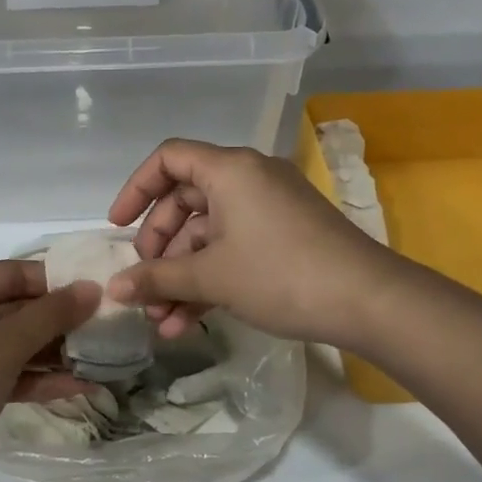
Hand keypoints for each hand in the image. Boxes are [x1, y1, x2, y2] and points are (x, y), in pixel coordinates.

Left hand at [0, 260, 100, 481]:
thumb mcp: (2, 345)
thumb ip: (50, 315)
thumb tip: (90, 288)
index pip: (9, 272)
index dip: (55, 282)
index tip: (98, 292)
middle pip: (9, 309)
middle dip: (56, 322)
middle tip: (105, 329)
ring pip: (6, 346)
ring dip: (50, 354)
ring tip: (99, 359)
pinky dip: (31, 379)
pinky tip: (75, 387)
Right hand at [105, 140, 395, 347]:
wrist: (368, 301)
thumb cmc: (280, 274)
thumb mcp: (211, 277)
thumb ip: (156, 278)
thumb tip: (113, 290)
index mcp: (229, 170)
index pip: (168, 159)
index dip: (136, 189)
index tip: (117, 227)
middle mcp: (248, 179)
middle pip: (185, 202)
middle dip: (159, 249)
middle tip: (145, 287)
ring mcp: (268, 208)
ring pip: (208, 234)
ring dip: (181, 276)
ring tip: (163, 322)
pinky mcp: (284, 236)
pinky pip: (233, 248)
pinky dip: (210, 279)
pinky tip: (189, 322)